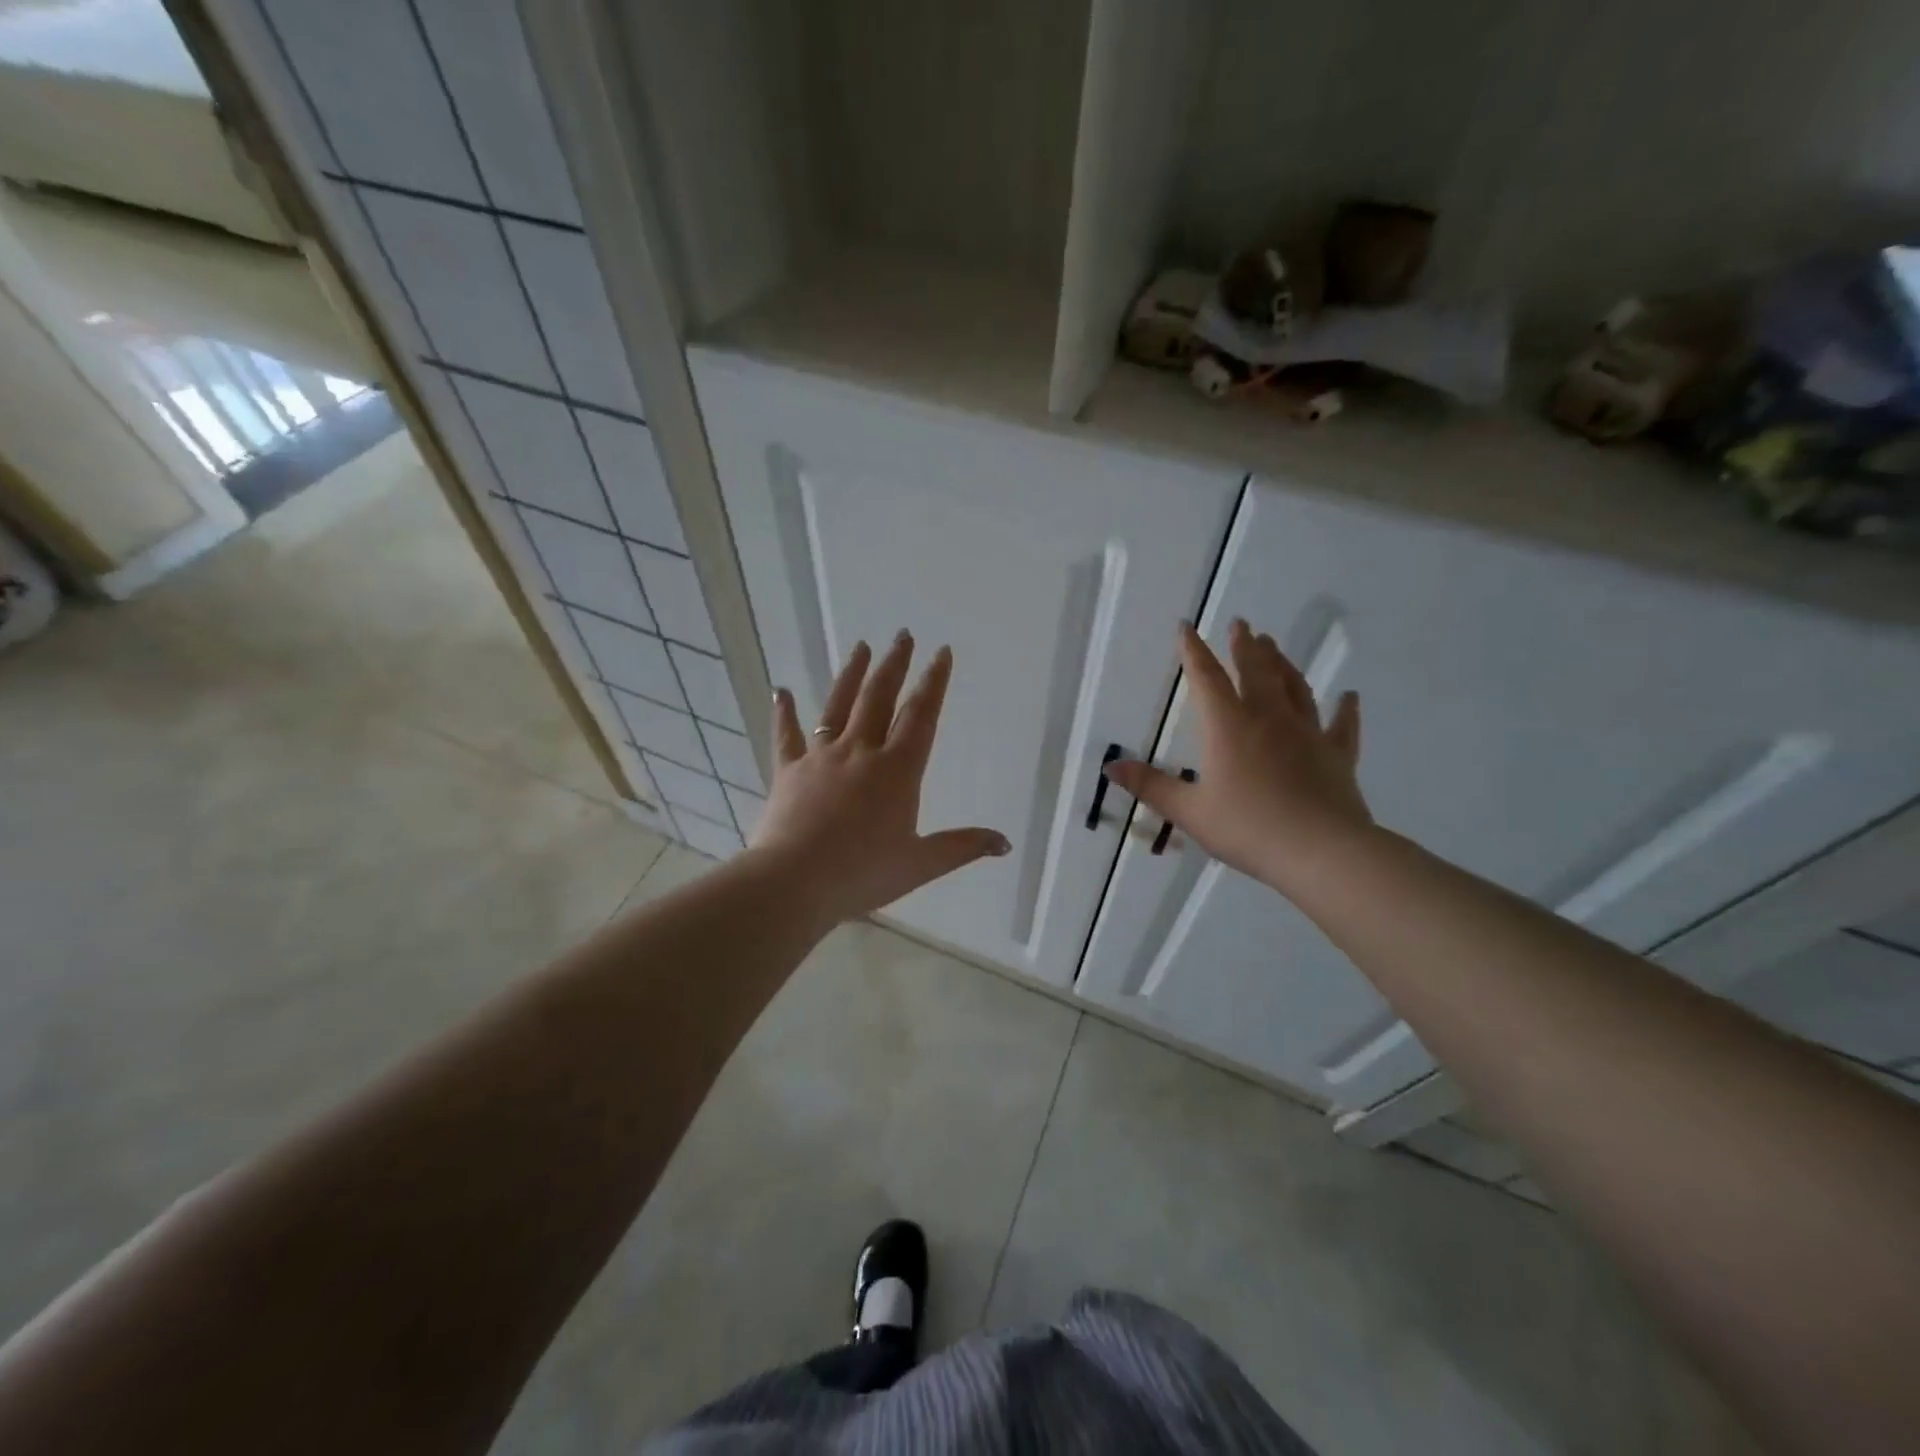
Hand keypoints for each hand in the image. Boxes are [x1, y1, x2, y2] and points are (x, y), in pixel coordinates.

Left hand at [753, 632, 1010, 923]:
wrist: (794, 882)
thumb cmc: (862, 873)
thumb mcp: (920, 864)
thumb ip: (962, 847)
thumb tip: (1005, 843)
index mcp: (897, 770)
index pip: (921, 716)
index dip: (934, 682)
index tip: (941, 652)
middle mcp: (860, 752)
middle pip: (880, 698)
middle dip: (894, 665)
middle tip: (902, 635)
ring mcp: (820, 757)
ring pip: (838, 705)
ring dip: (852, 674)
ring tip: (861, 646)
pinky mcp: (788, 770)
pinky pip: (786, 735)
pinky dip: (784, 713)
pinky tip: (781, 691)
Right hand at [1105, 620, 1370, 893]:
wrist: (1320, 851)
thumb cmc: (1248, 828)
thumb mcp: (1189, 811)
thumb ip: (1150, 786)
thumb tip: (1110, 766)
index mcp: (1228, 727)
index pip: (1206, 679)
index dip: (1194, 652)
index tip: (1186, 626)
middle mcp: (1268, 719)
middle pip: (1255, 672)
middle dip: (1245, 647)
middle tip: (1241, 624)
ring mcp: (1307, 734)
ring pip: (1295, 689)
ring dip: (1283, 665)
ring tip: (1275, 646)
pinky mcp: (1337, 755)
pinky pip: (1342, 726)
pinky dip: (1345, 709)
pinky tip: (1349, 696)